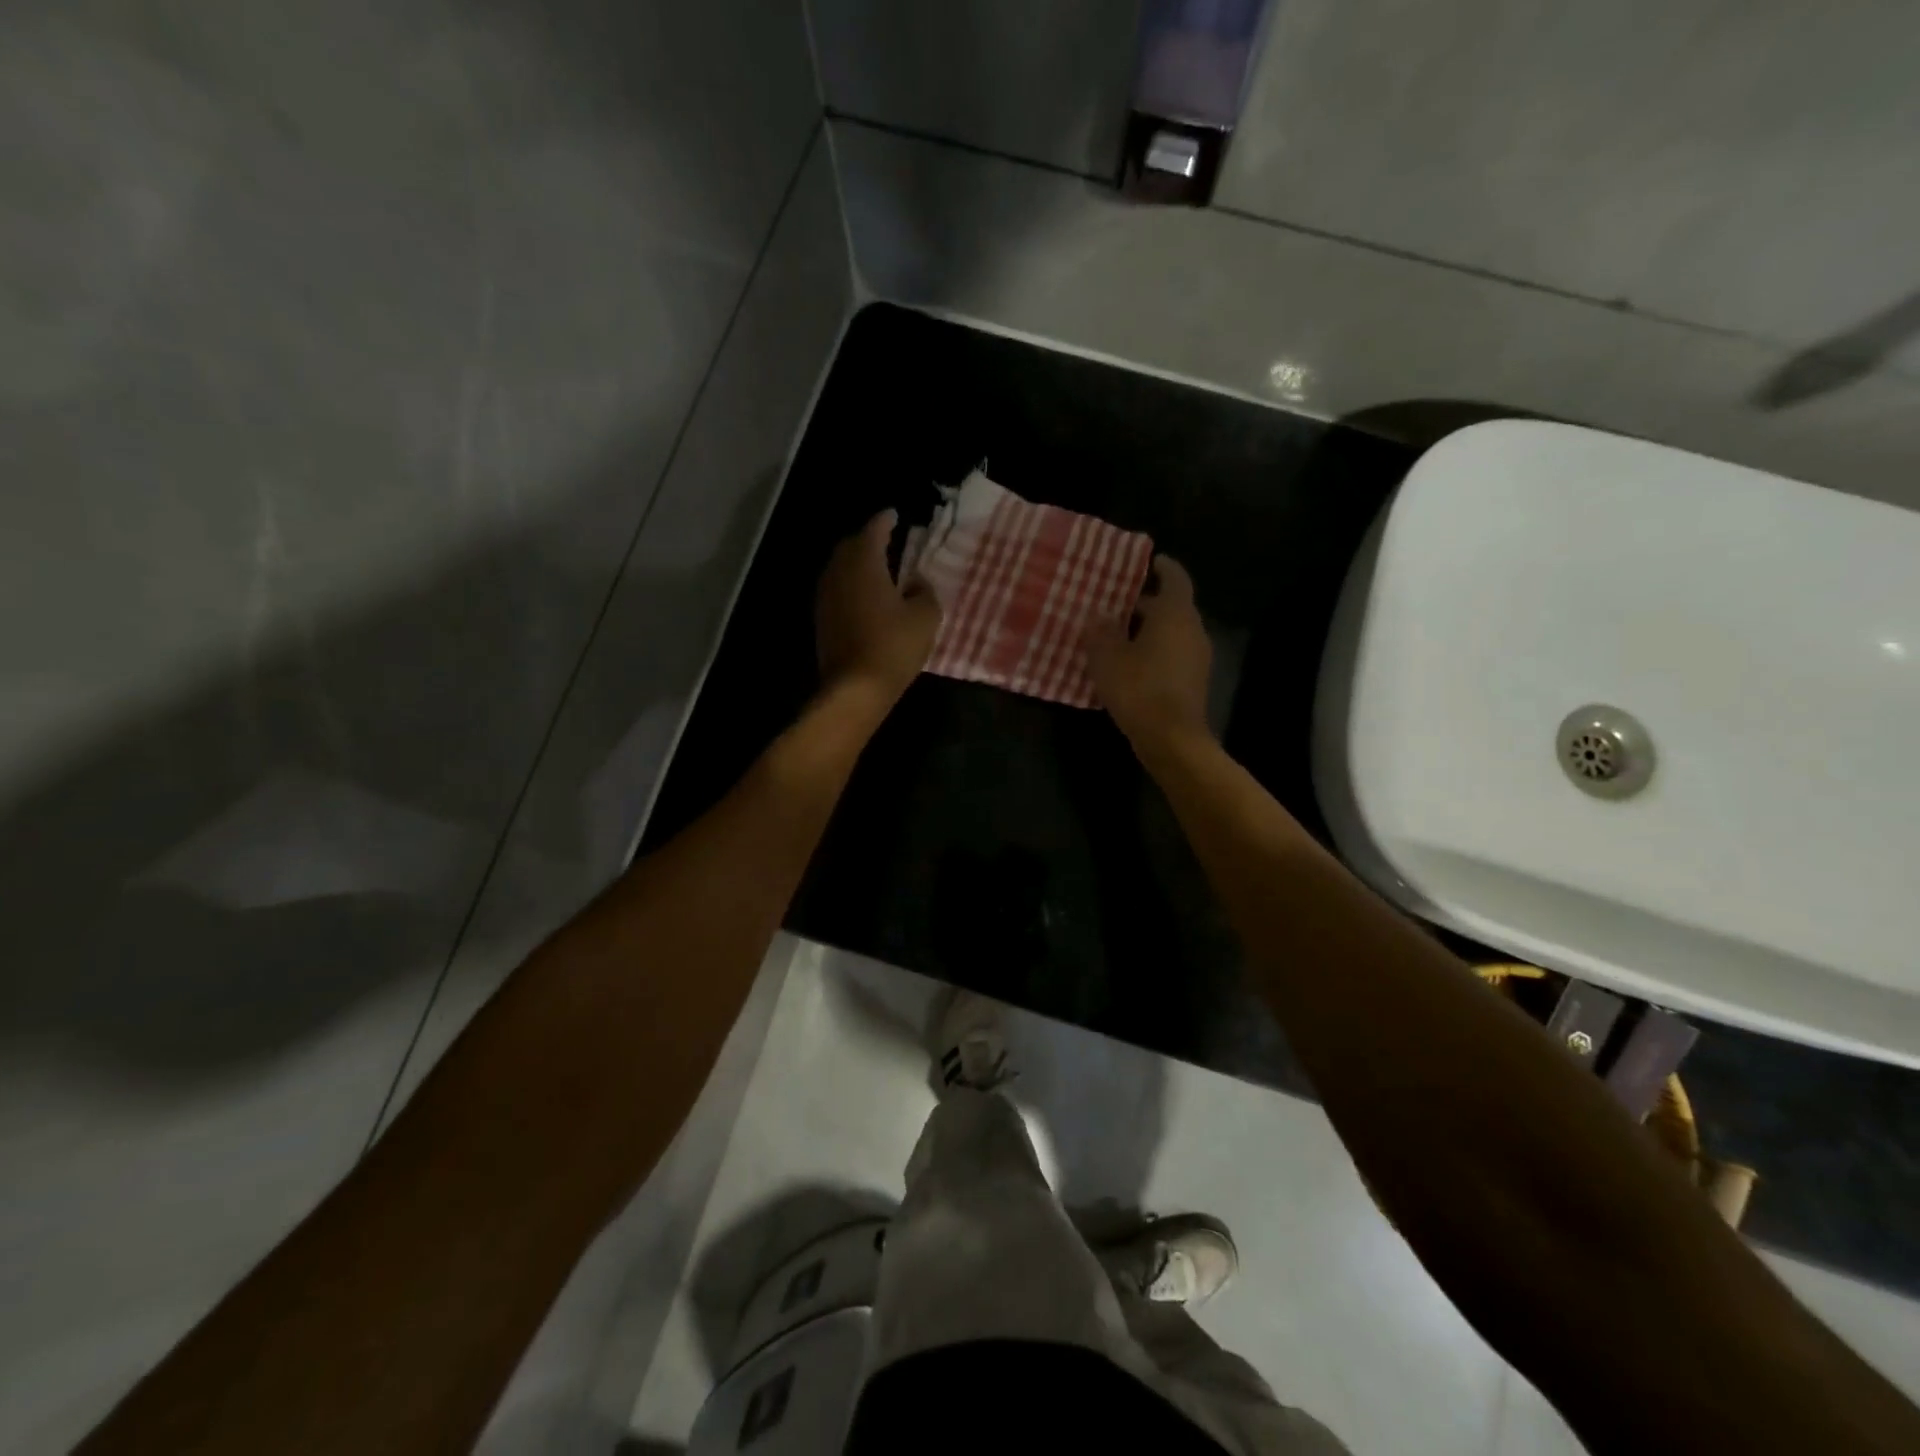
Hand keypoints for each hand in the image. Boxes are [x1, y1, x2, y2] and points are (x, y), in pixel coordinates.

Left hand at [816, 510, 940, 707]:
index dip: (885, 520)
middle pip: (851, 546)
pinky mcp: (822, 620)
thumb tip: (915, 581)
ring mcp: (826, 597)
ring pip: (840, 568)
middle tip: (886, 540)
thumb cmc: (894, 646)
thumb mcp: (926, 616)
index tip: (894, 515)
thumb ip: (924, 591)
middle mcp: (839, 573)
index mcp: (864, 563)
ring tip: (877, 567)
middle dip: (867, 540)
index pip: (873, 530)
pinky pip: (837, 590)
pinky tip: (865, 595)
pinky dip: (851, 584)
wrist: (856, 688)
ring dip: (857, 563)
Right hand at [1085, 556, 1212, 750]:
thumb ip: (1100, 632)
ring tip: (1116, 634)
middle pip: (1172, 606)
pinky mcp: (1192, 682)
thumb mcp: (1107, 657)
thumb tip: (1098, 617)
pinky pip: (1172, 655)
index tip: (1148, 561)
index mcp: (1175, 614)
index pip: (1175, 577)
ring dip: (1148, 630)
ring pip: (1172, 632)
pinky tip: (1128, 665)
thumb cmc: (1139, 688)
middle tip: (1115, 603)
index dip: (1161, 566)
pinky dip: (1153, 652)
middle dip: (1145, 603)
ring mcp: (1196, 657)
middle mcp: (1192, 630)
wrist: (1171, 739)